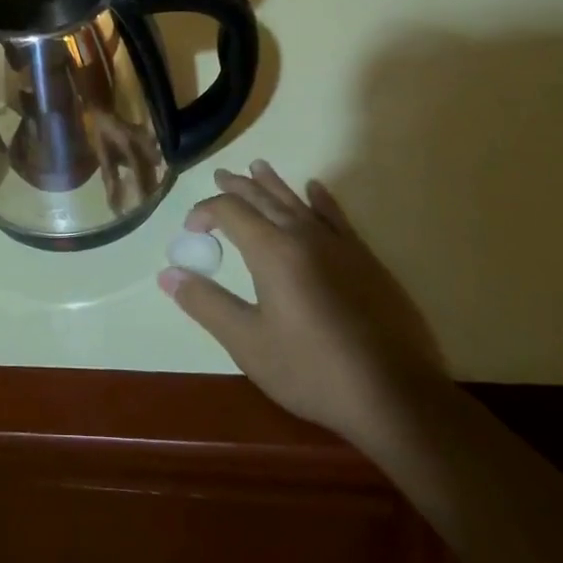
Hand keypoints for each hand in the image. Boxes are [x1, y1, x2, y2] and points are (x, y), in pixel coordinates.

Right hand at [160, 160, 446, 446]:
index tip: (191, 229)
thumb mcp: (248, 343)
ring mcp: (338, 245)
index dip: (205, 212)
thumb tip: (167, 274)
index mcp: (271, 251)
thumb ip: (206, 304)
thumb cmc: (312, 370)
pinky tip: (314, 189)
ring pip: (297, 201)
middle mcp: (302, 235)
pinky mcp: (365, 260)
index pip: (229, 211)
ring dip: (273, 183)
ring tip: (257, 166)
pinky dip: (320, 199)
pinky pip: (336, 216)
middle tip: (220, 175)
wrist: (395, 396)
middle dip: (237, 186)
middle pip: (263, 198)